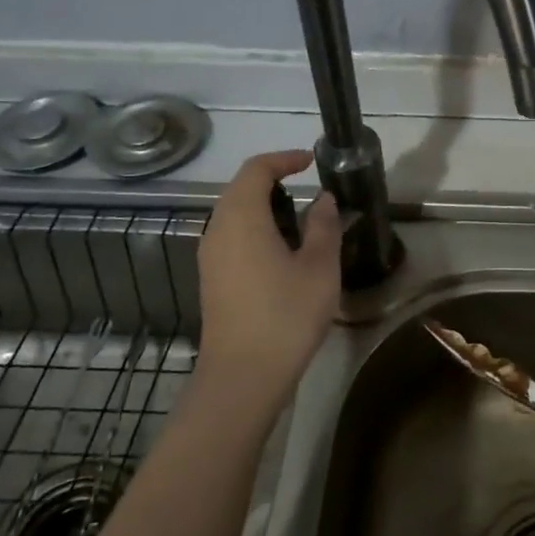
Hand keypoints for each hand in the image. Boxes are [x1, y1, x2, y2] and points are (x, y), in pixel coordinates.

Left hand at [192, 150, 341, 422]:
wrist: (243, 376)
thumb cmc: (286, 315)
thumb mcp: (319, 267)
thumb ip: (324, 226)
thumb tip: (323, 200)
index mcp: (241, 218)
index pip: (256, 169)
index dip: (284, 159)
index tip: (312, 162)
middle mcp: (218, 229)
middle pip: (240, 188)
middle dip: (274, 180)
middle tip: (309, 189)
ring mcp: (210, 256)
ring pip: (234, 214)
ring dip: (265, 206)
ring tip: (301, 220)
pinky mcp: (211, 279)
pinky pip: (232, 236)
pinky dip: (256, 228)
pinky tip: (283, 251)